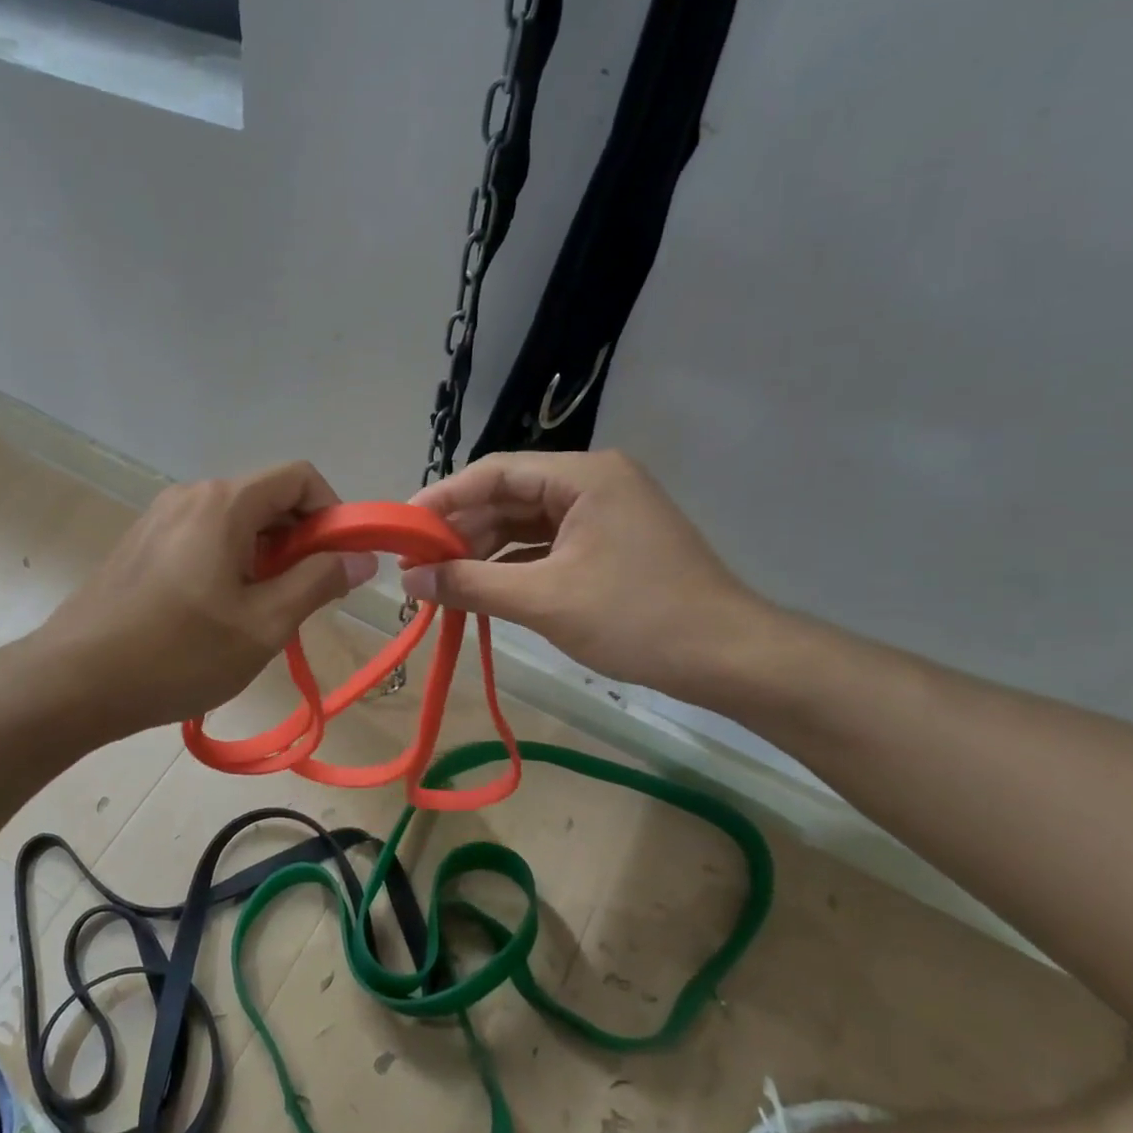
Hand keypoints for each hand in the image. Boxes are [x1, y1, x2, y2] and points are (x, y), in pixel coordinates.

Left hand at [32, 461, 374, 739]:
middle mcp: (191, 495)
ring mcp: (160, 518)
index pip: (300, 476)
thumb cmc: (178, 654)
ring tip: (262, 613)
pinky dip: (231, 563)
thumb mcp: (263, 625)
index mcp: (224, 503)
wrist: (73, 682)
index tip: (339, 563)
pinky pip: (204, 538)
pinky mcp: (141, 544)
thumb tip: (360, 558)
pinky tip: (220, 614)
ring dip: (266, 556)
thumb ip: (318, 582)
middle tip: (304, 598)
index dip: (332, 512)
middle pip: (267, 497)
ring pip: (236, 522)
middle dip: (300, 540)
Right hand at [401, 450, 770, 699]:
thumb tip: (408, 580)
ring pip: (526, 523)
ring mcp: (605, 513)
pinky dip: (513, 565)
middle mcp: (594, 482)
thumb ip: (470, 584)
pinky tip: (484, 587)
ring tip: (443, 581)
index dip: (443, 498)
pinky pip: (547, 545)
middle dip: (461, 530)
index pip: (495, 472)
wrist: (730, 659)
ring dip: (484, 550)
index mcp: (584, 476)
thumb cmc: (637, 619)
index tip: (402, 528)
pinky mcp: (609, 543)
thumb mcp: (544, 600)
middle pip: (509, 496)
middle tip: (418, 564)